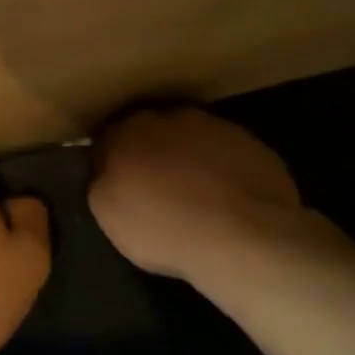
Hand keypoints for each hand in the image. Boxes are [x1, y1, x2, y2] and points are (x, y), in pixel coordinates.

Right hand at [88, 107, 337, 283]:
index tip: (115, 183)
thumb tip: (106, 171)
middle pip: (152, 131)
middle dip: (150, 153)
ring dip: (188, 159)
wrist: (243, 238)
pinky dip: (221, 170)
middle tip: (153, 187)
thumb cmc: (163, 227)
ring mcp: (216, 127)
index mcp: (128, 129)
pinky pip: (226, 154)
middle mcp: (171, 116)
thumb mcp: (107, 214)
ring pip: (191, 139)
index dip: (109, 160)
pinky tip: (225, 200)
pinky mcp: (253, 144)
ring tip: (194, 196)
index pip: (107, 136)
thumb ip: (101, 182)